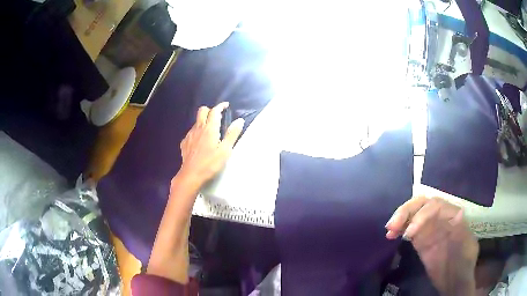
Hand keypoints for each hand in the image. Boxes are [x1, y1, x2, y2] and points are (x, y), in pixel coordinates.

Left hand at [178, 102, 243, 186]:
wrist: (191, 174)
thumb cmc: (210, 163)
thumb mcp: (225, 150)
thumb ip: (232, 134)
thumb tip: (239, 120)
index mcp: (210, 128)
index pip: (215, 111)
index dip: (220, 106)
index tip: (226, 106)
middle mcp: (198, 128)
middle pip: (202, 111)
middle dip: (210, 110)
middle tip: (217, 116)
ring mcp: (190, 135)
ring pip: (196, 121)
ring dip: (203, 121)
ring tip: (210, 131)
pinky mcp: (184, 142)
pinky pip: (191, 132)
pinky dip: (197, 132)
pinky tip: (200, 142)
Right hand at [385, 196, 478, 295]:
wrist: (454, 280)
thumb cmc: (463, 263)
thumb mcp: (467, 248)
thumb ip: (462, 233)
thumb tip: (458, 215)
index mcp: (453, 216)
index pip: (435, 205)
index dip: (422, 215)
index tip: (410, 234)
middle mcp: (440, 218)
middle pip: (422, 205)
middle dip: (407, 212)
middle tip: (392, 226)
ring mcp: (430, 228)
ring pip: (413, 214)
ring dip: (400, 218)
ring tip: (389, 230)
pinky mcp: (421, 240)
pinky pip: (409, 228)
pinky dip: (399, 229)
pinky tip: (391, 235)